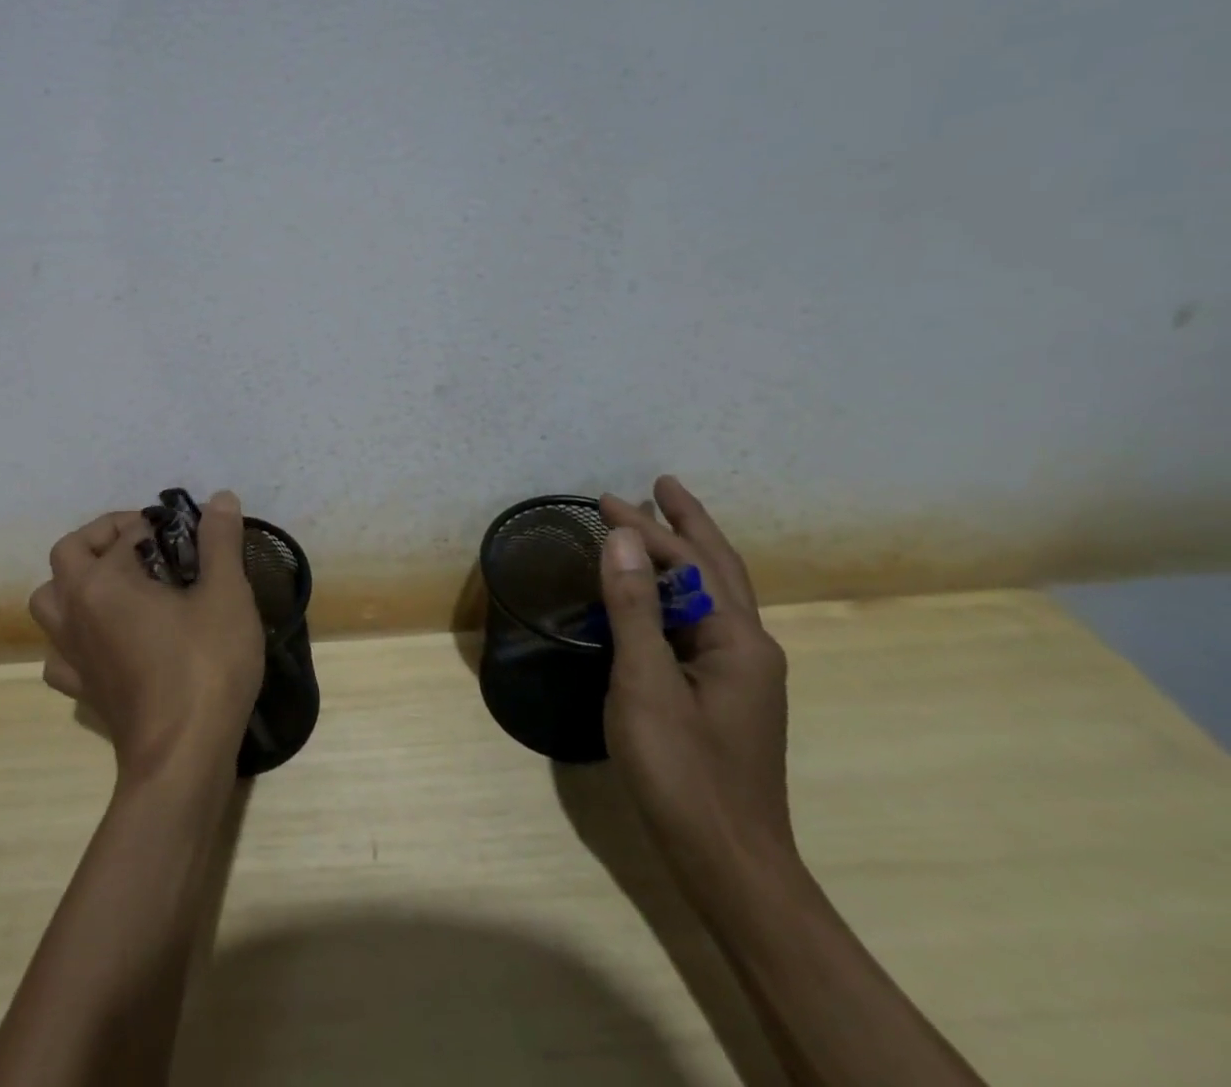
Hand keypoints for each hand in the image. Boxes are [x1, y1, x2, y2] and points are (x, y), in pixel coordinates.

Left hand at [30, 491, 264, 783]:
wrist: (183, 758)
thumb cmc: (205, 666)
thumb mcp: (225, 595)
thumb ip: (220, 541)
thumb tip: (220, 497)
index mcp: (103, 582)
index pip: (124, 531)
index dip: (157, 525)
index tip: (187, 536)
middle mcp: (74, 611)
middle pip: (68, 554)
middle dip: (103, 538)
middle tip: (146, 545)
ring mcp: (71, 654)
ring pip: (49, 602)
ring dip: (75, 583)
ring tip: (119, 587)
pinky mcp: (80, 689)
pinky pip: (60, 652)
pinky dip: (75, 638)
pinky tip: (107, 641)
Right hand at [597, 477, 795, 898]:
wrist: (729, 866)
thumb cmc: (683, 772)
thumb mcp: (646, 683)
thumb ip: (633, 607)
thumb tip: (622, 536)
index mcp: (737, 639)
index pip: (687, 563)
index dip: (644, 529)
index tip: (602, 501)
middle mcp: (749, 648)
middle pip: (718, 568)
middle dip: (689, 524)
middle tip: (662, 485)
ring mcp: (741, 674)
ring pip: (713, 596)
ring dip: (685, 555)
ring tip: (657, 525)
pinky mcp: (724, 696)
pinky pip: (701, 623)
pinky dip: (678, 592)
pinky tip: (659, 596)